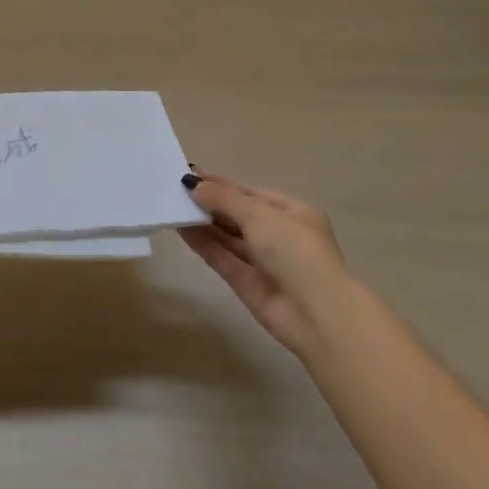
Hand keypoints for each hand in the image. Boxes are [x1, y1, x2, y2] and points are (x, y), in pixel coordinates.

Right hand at [178, 169, 351, 357]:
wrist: (315, 314)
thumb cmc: (295, 251)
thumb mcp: (260, 215)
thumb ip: (224, 198)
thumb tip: (193, 185)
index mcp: (293, 213)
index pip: (251, 193)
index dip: (221, 184)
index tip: (190, 174)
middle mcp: (279, 235)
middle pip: (238, 214)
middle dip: (210, 202)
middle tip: (176, 189)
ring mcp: (263, 261)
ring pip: (227, 237)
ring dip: (203, 222)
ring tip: (172, 205)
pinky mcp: (247, 283)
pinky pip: (221, 257)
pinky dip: (202, 243)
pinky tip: (180, 229)